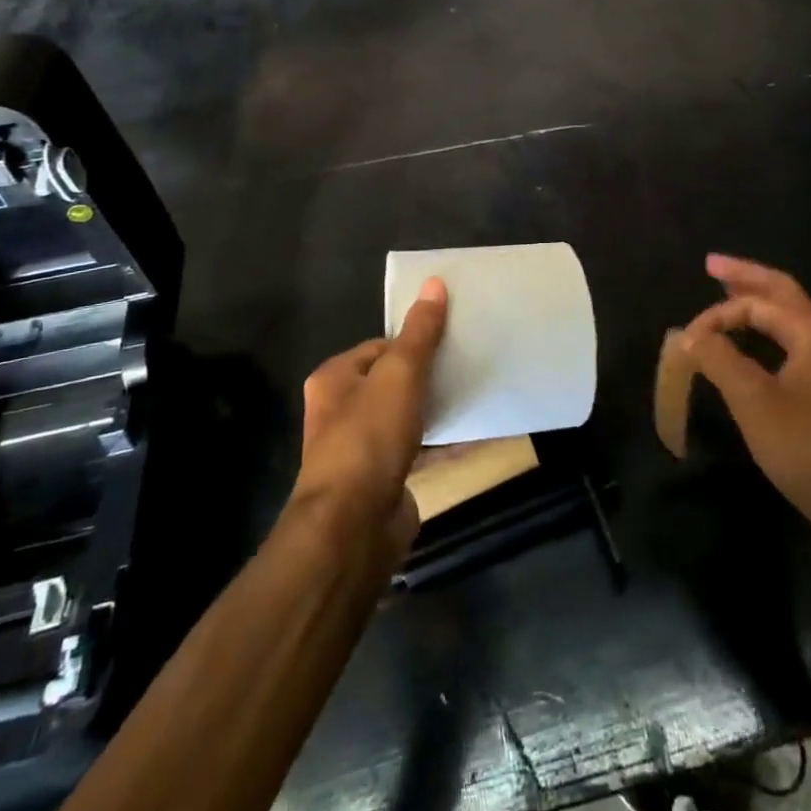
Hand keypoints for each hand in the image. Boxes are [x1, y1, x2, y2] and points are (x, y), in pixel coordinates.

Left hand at [291, 279, 447, 559]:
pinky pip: (419, 449)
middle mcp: (342, 411)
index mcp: (335, 379)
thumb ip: (420, 332)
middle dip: (429, 375)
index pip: (380, 347)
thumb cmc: (369, 438)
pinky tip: (475, 434)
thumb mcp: (399, 374)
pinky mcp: (383, 480)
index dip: (414, 342)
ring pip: (407, 416)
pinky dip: (443, 441)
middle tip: (467, 365)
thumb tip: (434, 282)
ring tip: (476, 393)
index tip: (451, 340)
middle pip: (393, 381)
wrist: (353, 527)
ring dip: (437, 407)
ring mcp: (362, 449)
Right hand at [675, 256, 810, 551]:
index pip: (754, 304)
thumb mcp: (754, 400)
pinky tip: (752, 345)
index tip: (685, 344)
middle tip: (712, 263)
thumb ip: (719, 359)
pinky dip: (766, 333)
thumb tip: (691, 335)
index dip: (715, 317)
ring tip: (727, 292)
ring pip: (788, 320)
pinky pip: (790, 345)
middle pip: (782, 293)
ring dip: (757, 303)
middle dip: (745, 277)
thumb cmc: (809, 447)